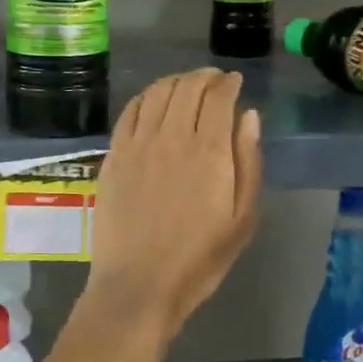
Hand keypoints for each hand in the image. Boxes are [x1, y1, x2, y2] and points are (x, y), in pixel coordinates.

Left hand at [89, 68, 262, 345]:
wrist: (139, 285)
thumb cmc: (199, 258)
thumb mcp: (242, 218)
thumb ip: (248, 161)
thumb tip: (248, 116)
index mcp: (209, 151)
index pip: (218, 97)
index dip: (228, 83)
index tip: (235, 81)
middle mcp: (172, 137)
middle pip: (187, 87)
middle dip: (204, 77)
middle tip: (214, 80)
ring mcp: (138, 144)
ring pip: (157, 93)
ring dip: (175, 81)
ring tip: (186, 84)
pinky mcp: (114, 156)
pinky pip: (129, 112)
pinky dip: (145, 97)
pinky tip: (152, 101)